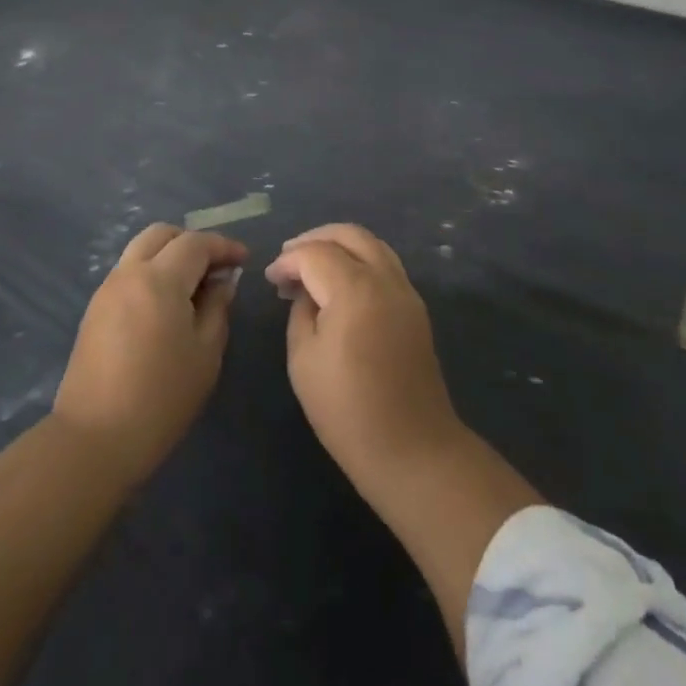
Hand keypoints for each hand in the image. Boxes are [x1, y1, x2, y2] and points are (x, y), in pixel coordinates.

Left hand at [53, 223, 246, 484]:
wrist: (94, 440)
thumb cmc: (161, 398)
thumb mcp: (206, 354)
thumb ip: (217, 308)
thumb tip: (223, 282)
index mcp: (159, 279)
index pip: (195, 243)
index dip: (224, 246)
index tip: (244, 260)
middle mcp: (128, 273)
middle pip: (162, 234)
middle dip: (192, 242)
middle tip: (217, 267)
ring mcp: (106, 290)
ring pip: (141, 250)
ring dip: (169, 256)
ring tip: (194, 287)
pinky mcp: (94, 310)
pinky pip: (128, 273)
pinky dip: (151, 273)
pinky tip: (167, 305)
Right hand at [266, 223, 542, 662]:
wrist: (414, 451)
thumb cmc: (348, 412)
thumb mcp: (304, 361)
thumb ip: (301, 313)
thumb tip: (305, 292)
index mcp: (354, 290)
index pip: (315, 254)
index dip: (288, 261)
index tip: (270, 279)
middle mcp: (385, 279)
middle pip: (349, 234)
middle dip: (315, 239)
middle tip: (289, 260)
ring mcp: (406, 291)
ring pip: (371, 244)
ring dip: (339, 246)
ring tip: (312, 267)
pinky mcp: (416, 308)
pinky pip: (384, 264)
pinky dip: (359, 261)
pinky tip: (339, 285)